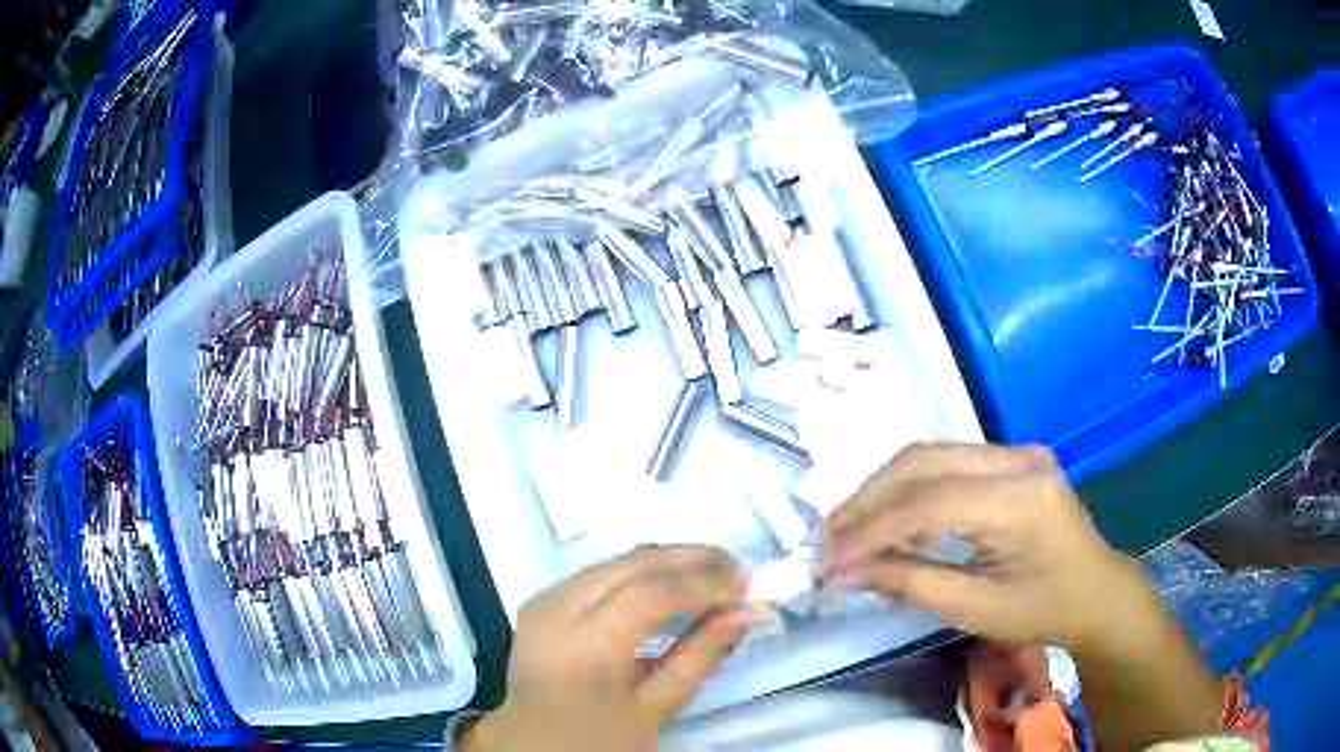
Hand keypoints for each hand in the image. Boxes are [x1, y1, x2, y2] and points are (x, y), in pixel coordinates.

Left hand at [463, 545, 752, 751]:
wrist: (533, 744)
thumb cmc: (598, 738)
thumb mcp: (656, 708)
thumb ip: (702, 655)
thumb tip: (749, 612)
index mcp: (584, 649)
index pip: (651, 597)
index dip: (704, 585)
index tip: (748, 584)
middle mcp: (557, 611)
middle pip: (631, 565)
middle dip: (690, 559)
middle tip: (737, 567)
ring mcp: (544, 601)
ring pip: (614, 561)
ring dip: (666, 561)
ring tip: (712, 572)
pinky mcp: (541, 600)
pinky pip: (598, 572)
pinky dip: (638, 571)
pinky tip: (668, 581)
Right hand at [821, 443, 1155, 650]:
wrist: (1097, 592)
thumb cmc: (1044, 611)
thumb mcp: (977, 610)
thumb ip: (911, 583)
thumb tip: (846, 573)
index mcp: (1022, 500)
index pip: (931, 502)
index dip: (873, 530)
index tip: (828, 560)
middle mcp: (1019, 460)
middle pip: (924, 462)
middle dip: (868, 500)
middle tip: (828, 539)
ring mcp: (1017, 452)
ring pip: (930, 456)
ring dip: (883, 491)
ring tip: (848, 530)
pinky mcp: (1012, 459)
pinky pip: (947, 464)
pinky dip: (909, 491)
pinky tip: (890, 519)